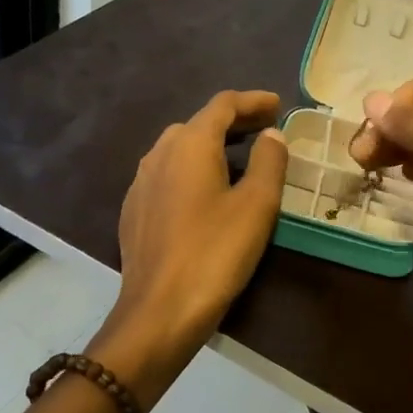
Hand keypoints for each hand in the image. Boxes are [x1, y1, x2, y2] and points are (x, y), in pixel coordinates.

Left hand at [106, 90, 288, 380]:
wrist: (159, 312)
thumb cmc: (215, 253)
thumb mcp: (257, 205)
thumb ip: (269, 161)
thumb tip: (271, 135)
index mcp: (190, 145)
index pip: (222, 105)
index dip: (252, 101)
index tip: (278, 104)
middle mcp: (159, 154)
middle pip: (199, 123)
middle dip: (234, 122)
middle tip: (266, 130)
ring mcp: (141, 183)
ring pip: (179, 148)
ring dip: (212, 145)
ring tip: (240, 158)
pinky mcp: (134, 211)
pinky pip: (167, 174)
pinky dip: (193, 169)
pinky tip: (206, 192)